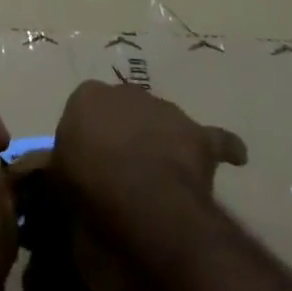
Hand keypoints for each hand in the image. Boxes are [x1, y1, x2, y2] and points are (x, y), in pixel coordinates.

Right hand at [50, 81, 246, 249]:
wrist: (140, 198)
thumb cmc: (89, 185)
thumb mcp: (59, 178)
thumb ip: (62, 167)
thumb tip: (57, 172)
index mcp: (87, 96)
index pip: (85, 109)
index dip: (89, 137)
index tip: (90, 162)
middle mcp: (126, 92)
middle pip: (126, 110)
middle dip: (126, 132)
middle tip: (124, 169)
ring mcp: (166, 110)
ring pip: (164, 122)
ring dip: (164, 141)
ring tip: (163, 175)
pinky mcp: (198, 135)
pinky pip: (217, 141)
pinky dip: (225, 148)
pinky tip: (234, 157)